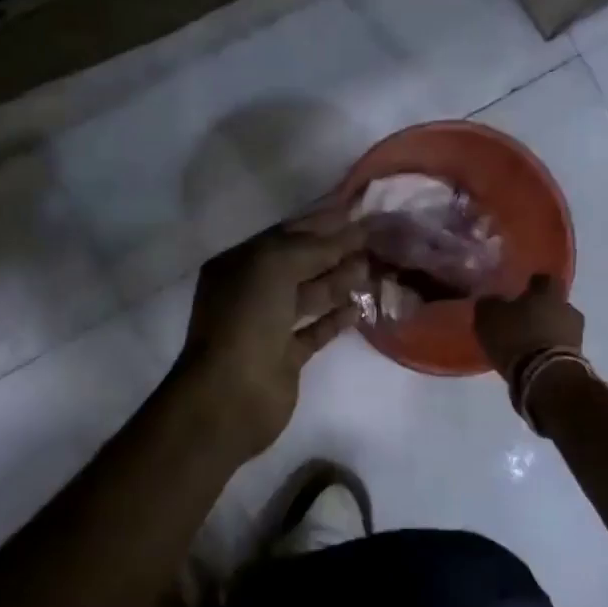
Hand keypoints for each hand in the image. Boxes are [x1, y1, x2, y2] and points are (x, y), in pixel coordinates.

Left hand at [174, 212, 368, 458]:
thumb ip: (313, 246)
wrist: (231, 394)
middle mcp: (250, 292)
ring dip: (339, 281)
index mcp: (239, 264)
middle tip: (375, 239)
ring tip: (374, 267)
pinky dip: (336, 319)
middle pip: (299, 264)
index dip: (320, 223)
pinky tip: (361, 307)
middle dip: (334, 251)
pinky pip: (315, 331)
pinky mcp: (285, 357)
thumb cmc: (246, 319)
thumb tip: (351, 230)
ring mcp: (267, 326)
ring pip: (309, 296)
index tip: (358, 212)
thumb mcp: (274, 266)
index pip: (285, 235)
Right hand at [474, 273, 583, 380]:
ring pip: (559, 326)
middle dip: (540, 309)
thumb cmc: (517, 337)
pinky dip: (548, 350)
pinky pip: (559, 348)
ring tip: (526, 342)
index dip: (532, 283)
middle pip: (554, 304)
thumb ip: (489, 304)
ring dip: (546, 331)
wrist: (545, 376)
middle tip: (522, 318)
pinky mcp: (576, 359)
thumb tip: (490, 300)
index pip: (543, 279)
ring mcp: (576, 335)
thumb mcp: (490, 316)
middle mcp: (567, 309)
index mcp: (548, 292)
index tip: (522, 289)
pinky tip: (533, 357)